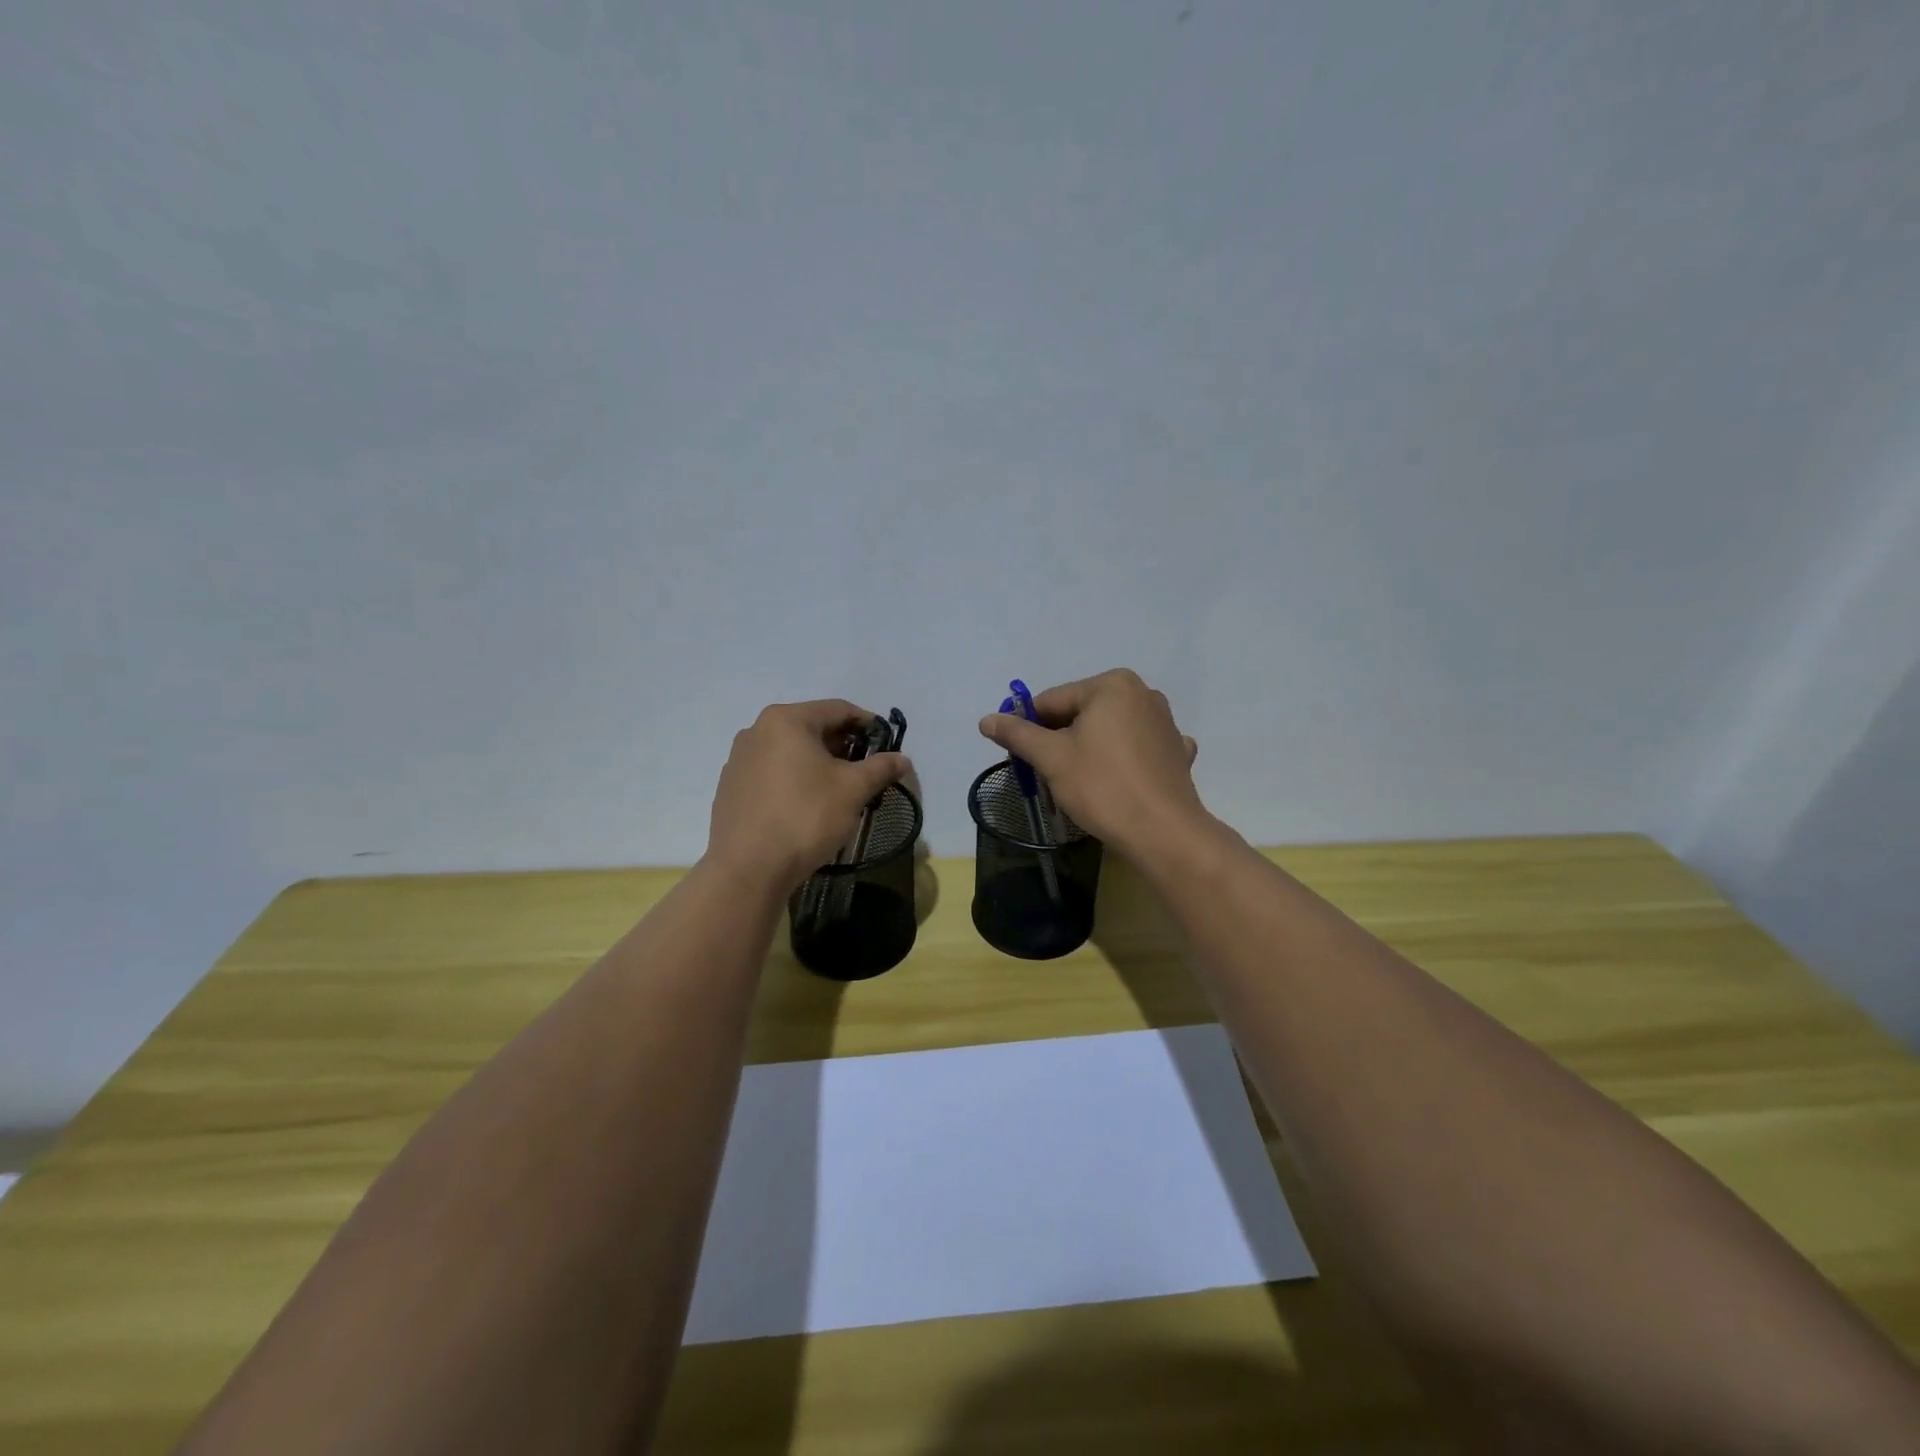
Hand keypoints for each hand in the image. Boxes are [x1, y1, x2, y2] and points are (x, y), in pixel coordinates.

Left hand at [707, 700, 911, 891]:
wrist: (747, 869)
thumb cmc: (805, 817)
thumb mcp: (853, 789)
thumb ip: (881, 767)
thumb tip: (902, 759)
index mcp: (786, 720)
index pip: (838, 709)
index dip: (868, 724)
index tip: (887, 743)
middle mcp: (756, 731)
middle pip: (812, 729)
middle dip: (843, 746)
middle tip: (867, 769)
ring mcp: (739, 760)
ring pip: (790, 752)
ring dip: (819, 764)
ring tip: (840, 789)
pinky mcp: (730, 788)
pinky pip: (772, 773)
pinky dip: (795, 780)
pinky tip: (807, 805)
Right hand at [977, 669, 1204, 857]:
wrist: (1164, 833)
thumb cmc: (1103, 787)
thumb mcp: (1052, 758)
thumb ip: (1018, 734)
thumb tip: (986, 720)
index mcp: (1112, 685)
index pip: (1053, 701)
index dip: (1029, 727)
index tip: (1019, 756)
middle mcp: (1143, 693)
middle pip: (1082, 713)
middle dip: (1061, 739)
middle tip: (1047, 773)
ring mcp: (1165, 722)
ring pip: (1110, 730)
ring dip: (1089, 749)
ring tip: (1079, 782)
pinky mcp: (1176, 751)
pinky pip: (1137, 748)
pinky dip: (1121, 760)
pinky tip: (1117, 781)